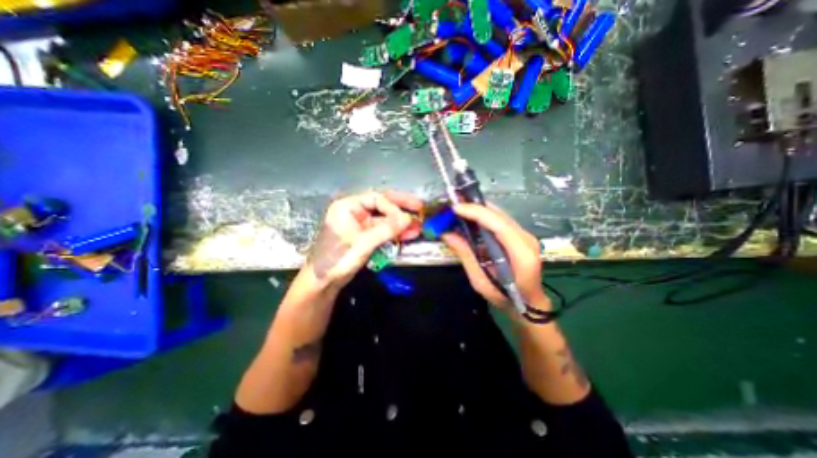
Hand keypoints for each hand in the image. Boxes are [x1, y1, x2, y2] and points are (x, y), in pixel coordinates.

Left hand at [302, 192, 424, 287]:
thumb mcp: (363, 243)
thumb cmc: (337, 259)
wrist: (323, 282)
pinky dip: (394, 233)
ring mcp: (360, 224)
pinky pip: (382, 231)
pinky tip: (408, 235)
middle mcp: (354, 211)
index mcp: (348, 206)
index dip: (394, 208)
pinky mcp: (365, 236)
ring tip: (418, 226)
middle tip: (420, 208)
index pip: (377, 199)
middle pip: (382, 205)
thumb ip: (386, 229)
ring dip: (400, 223)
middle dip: (401, 208)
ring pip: (384, 219)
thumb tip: (409, 219)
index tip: (408, 218)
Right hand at [441, 202, 548, 307]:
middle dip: (474, 207)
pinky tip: (470, 218)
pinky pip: (500, 220)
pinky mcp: (521, 235)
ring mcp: (526, 235)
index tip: (455, 208)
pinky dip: (484, 217)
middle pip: (499, 215)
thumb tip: (447, 234)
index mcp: (521, 254)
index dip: (476, 212)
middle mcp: (526, 239)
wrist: (529, 303)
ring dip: (478, 210)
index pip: (499, 224)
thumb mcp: (481, 281)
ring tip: (458, 210)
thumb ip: (466, 256)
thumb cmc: (505, 298)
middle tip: (452, 206)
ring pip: (500, 214)